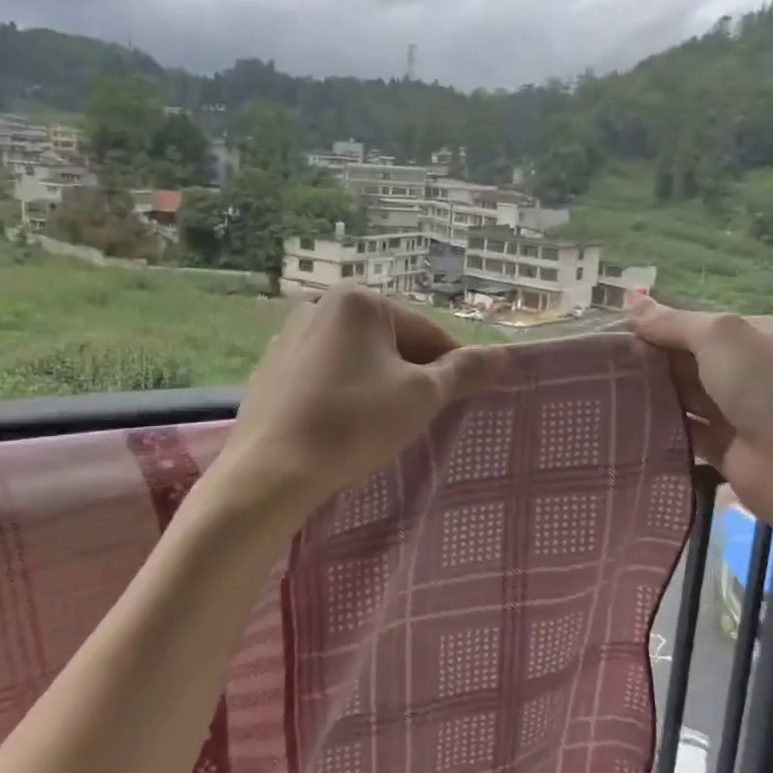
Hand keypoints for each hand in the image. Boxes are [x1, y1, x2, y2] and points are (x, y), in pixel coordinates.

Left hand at [208, 285, 505, 524]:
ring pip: (357, 360)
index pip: (427, 331)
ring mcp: (289, 338)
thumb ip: (463, 372)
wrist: (270, 471)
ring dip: (380, 385)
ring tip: (385, 427)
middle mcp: (319, 306)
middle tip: (424, 417)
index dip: (454, 366)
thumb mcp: (420, 397)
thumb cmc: (353, 423)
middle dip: (413, 376)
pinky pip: (326, 376)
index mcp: (358, 300)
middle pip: (390, 342)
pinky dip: (345, 395)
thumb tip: (502, 356)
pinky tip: (346, 427)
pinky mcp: (271, 371)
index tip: (467, 398)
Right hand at [626, 297, 772, 522]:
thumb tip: (632, 304)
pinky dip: (662, 424)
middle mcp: (753, 370)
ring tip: (609, 387)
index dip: (663, 326)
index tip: (621, 332)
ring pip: (688, 394)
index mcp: (760, 336)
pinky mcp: (725, 445)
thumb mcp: (718, 337)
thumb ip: (674, 322)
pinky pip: (687, 429)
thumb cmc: (762, 387)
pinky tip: (629, 419)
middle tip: (608, 361)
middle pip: (693, 358)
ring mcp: (740, 410)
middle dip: (655, 358)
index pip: (703, 324)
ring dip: (655, 390)